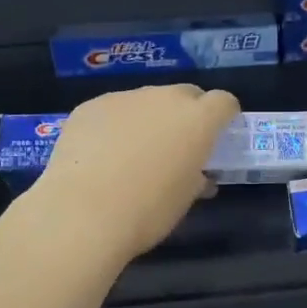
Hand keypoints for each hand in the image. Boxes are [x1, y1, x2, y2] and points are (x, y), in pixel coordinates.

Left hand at [31, 85, 240, 260]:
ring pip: (147, 100)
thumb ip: (197, 178)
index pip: (224, 102)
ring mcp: (125, 98)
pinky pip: (113, 109)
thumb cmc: (147, 211)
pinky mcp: (91, 106)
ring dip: (149, 118)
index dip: (224, 117)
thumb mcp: (185, 198)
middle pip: (186, 94)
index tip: (218, 136)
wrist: (82, 213)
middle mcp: (165, 98)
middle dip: (187, 113)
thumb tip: (198, 177)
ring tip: (133, 152)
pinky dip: (115, 125)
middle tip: (177, 144)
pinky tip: (101, 154)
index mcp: (198, 120)